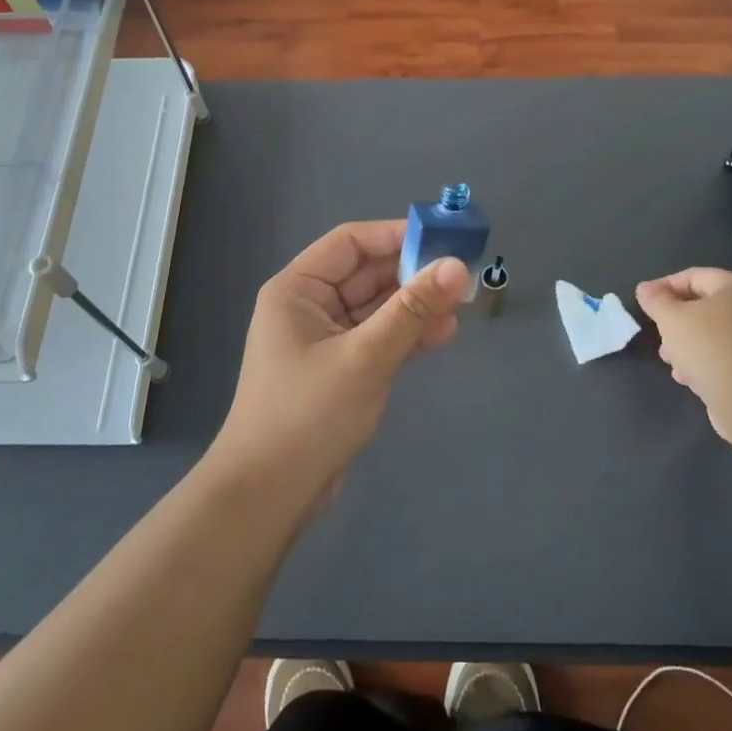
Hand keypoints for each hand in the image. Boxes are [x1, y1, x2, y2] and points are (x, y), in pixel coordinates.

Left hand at [208, 220, 469, 508]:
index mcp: (298, 289)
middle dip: (412, 274)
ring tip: (458, 311)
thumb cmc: (308, 415)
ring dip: (414, 307)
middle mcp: (308, 306)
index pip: (351, 242)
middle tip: (462, 278)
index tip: (444, 240)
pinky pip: (376, 338)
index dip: (397, 235)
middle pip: (366, 274)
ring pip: (376, 308)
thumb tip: (457, 265)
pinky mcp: (338, 370)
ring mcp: (323, 340)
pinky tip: (440, 336)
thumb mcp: (366, 357)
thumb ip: (412, 310)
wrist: (269, 495)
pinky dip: (405, 335)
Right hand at [635, 267, 731, 445]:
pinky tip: (689, 379)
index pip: (693, 276)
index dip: (663, 286)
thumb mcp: (671, 318)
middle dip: (674, 322)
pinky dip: (704, 362)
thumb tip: (646, 289)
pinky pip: (723, 356)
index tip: (643, 303)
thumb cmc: (709, 348)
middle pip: (702, 306)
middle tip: (658, 336)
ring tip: (671, 362)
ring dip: (685, 345)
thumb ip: (655, 300)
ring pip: (711, 334)